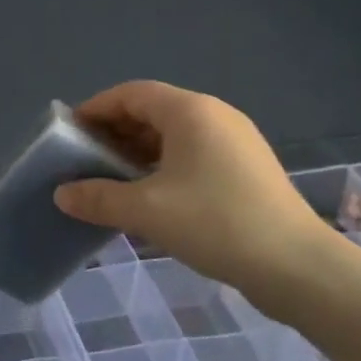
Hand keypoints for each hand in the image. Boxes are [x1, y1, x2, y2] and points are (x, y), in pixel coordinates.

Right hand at [53, 81, 332, 301]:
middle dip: (115, 132)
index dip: (96, 108)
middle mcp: (215, 116)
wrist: (298, 267)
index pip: (131, 93)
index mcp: (190, 111)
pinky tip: (151, 197)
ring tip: (113, 180)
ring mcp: (236, 142)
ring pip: (173, 135)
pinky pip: (193, 154)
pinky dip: (164, 166)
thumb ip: (98, 198)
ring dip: (138, 152)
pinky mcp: (247, 169)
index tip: (70, 132)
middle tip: (86, 159)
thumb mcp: (146, 211)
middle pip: (152, 111)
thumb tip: (62, 194)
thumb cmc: (216, 223)